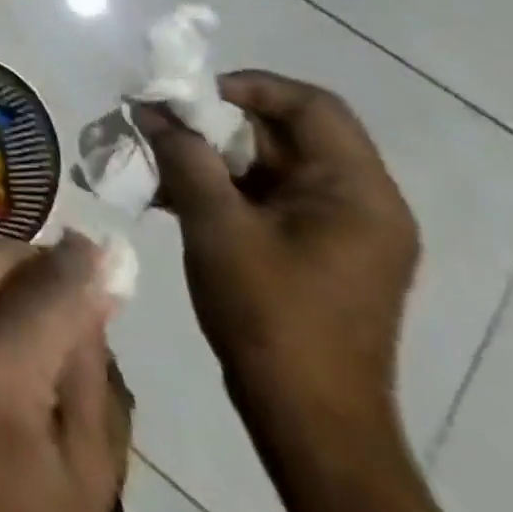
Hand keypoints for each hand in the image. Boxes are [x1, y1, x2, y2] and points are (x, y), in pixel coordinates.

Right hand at [137, 70, 419, 437]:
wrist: (310, 425)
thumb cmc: (271, 318)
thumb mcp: (217, 226)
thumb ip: (185, 158)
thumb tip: (151, 109)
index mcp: (357, 191)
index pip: (310, 105)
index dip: (248, 87)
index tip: (189, 96)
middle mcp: (361, 203)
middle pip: (288, 132)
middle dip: (218, 122)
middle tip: (162, 123)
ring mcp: (342, 231)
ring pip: (271, 165)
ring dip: (213, 155)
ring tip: (156, 157)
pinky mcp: (319, 253)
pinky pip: (268, 198)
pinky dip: (223, 187)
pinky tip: (170, 195)